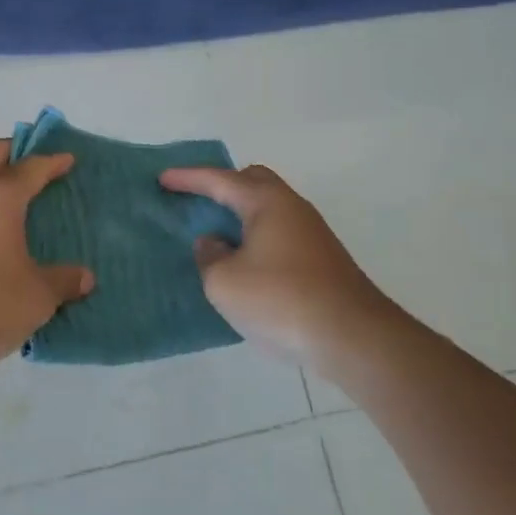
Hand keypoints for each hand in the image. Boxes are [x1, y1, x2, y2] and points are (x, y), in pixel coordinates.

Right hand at [158, 164, 401, 375]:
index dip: (188, 178)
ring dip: (240, 215)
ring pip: (269, 209)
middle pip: (253, 181)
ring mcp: (312, 233)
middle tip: (196, 201)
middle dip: (222, 186)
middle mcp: (292, 208)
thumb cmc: (280, 300)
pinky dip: (256, 237)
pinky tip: (244, 263)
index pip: (219, 180)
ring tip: (215, 235)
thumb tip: (214, 244)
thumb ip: (209, 256)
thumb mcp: (224, 282)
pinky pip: (279, 233)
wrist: (353, 336)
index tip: (162, 178)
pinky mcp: (322, 259)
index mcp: (266, 202)